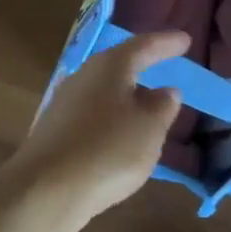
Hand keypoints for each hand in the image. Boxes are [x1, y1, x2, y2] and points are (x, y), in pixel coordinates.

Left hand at [8, 30, 187, 231]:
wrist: (44, 191)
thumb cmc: (108, 150)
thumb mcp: (149, 128)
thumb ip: (163, 106)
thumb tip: (166, 91)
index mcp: (109, 67)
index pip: (144, 46)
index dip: (167, 43)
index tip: (186, 40)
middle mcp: (83, 77)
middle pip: (119, 65)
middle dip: (143, 66)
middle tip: (165, 66)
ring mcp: (64, 104)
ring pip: (105, 92)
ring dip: (127, 97)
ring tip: (149, 107)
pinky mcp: (55, 132)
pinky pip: (93, 116)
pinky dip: (112, 120)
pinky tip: (122, 136)